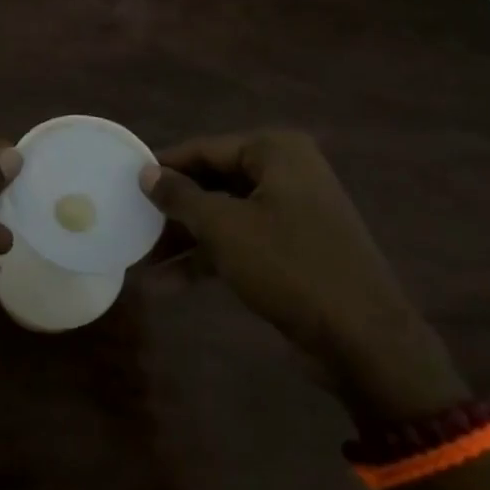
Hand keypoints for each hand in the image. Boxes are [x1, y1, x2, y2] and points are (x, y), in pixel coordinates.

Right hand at [142, 130, 465, 419]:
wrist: (364, 339)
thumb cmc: (289, 266)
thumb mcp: (224, 228)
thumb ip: (180, 196)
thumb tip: (146, 172)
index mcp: (275, 152)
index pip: (204, 149)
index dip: (163, 168)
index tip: (124, 184)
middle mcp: (286, 173)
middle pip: (213, 183)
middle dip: (173, 211)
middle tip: (132, 225)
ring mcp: (292, 212)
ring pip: (224, 216)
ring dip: (185, 240)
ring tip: (143, 264)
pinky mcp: (293, 249)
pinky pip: (241, 242)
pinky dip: (209, 259)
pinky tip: (170, 285)